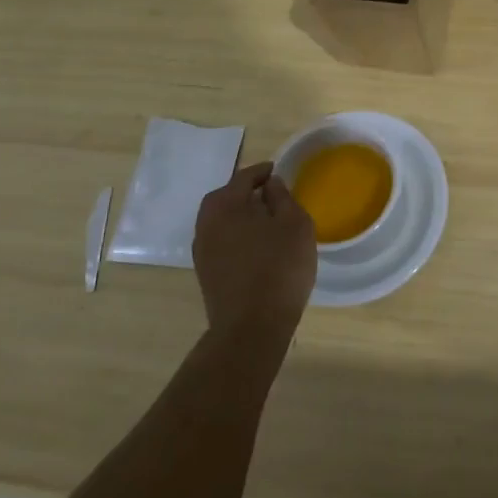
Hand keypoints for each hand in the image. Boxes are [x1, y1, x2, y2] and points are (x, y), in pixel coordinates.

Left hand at [191, 162, 316, 350]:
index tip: (277, 171)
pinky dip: (237, 235)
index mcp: (225, 205)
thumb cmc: (279, 267)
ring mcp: (202, 251)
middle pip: (225, 198)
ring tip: (266, 220)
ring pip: (222, 221)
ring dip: (240, 215)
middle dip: (246, 192)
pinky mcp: (206, 273)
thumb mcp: (294, 224)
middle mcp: (206, 223)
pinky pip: (222, 241)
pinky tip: (256, 245)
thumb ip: (282, 197)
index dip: (261, 172)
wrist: (252, 326)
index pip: (243, 177)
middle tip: (270, 194)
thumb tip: (270, 184)